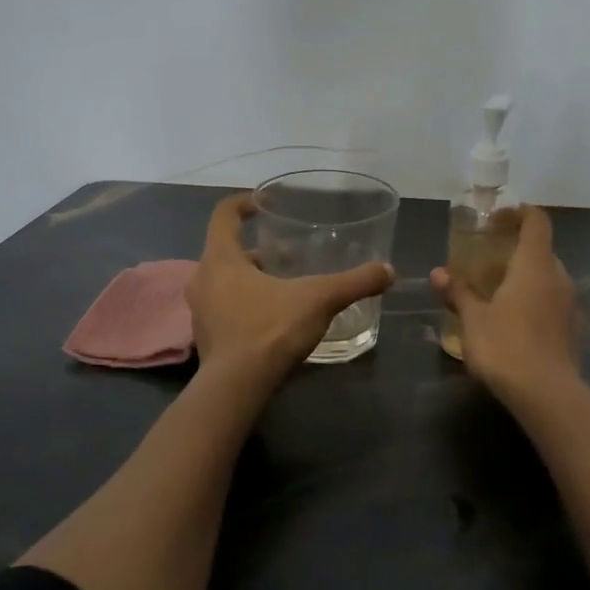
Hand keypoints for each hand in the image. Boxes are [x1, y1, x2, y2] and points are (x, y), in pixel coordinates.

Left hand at [189, 193, 394, 390]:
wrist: (237, 387)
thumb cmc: (271, 329)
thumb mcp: (320, 299)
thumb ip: (355, 282)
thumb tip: (388, 271)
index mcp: (221, 257)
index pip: (223, 214)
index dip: (243, 203)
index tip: (265, 204)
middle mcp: (203, 278)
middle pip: (226, 250)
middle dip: (256, 249)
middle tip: (287, 254)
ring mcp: (200, 310)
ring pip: (224, 281)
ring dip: (250, 278)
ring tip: (284, 285)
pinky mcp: (206, 337)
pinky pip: (224, 308)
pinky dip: (245, 304)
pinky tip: (273, 318)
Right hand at [431, 205, 581, 406]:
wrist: (547, 394)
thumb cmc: (505, 346)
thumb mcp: (473, 319)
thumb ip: (458, 292)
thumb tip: (438, 272)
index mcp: (535, 265)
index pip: (536, 221)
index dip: (518, 213)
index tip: (495, 220)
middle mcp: (559, 277)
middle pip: (542, 250)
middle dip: (516, 251)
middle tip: (488, 263)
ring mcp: (571, 304)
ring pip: (549, 279)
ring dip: (526, 279)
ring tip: (498, 295)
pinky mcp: (574, 330)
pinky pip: (554, 304)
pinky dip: (536, 303)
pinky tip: (516, 324)